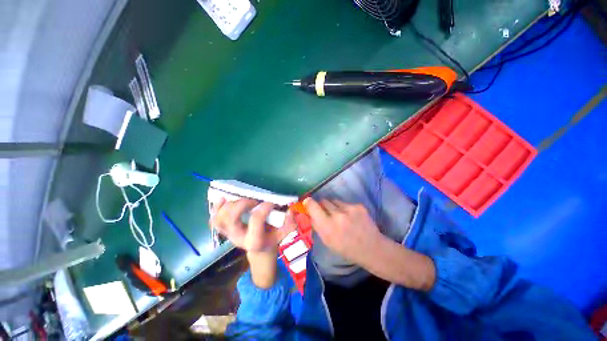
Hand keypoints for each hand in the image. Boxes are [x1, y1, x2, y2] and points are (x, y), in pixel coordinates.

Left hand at [210, 198, 295, 253]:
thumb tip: (290, 210)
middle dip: (243, 204)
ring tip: (240, 198)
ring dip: (229, 205)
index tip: (272, 202)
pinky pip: (214, 220)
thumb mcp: (283, 233)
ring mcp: (229, 234)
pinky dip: (216, 208)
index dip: (264, 207)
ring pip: (220, 218)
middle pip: (232, 218)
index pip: (256, 219)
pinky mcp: (224, 230)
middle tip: (254, 200)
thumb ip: (290, 223)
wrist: (259, 250)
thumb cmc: (271, 239)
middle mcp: (238, 238)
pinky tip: (222, 199)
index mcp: (255, 240)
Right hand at [303, 197, 384, 266]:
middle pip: (323, 201)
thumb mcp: (327, 241)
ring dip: (334, 206)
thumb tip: (311, 212)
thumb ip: (317, 225)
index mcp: (327, 226)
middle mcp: (337, 215)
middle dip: (323, 205)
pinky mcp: (358, 206)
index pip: (312, 205)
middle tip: (326, 212)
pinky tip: (351, 217)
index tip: (308, 202)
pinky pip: (345, 203)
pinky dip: (345, 208)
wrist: (371, 248)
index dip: (309, 202)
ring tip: (341, 215)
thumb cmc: (346, 248)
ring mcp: (349, 209)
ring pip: (334, 200)